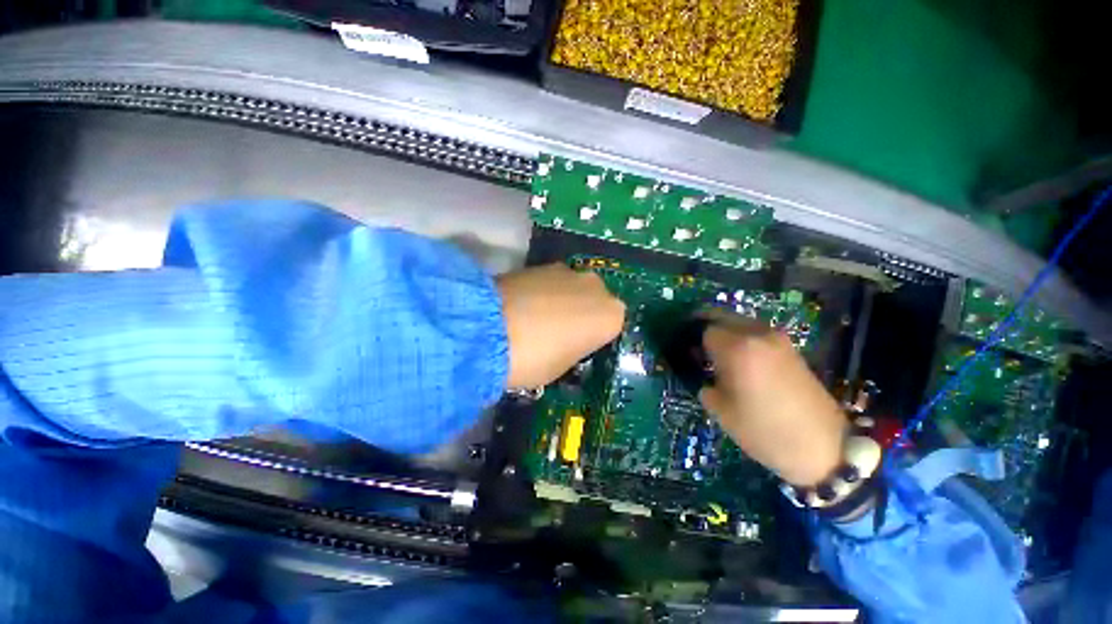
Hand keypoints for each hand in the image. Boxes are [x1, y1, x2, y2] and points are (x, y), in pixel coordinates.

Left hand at [497, 264, 625, 388]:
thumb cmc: (535, 358)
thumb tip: (566, 340)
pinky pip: (550, 282)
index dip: (592, 337)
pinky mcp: (540, 263)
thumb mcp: (562, 366)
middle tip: (557, 332)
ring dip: (560, 301)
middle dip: (580, 314)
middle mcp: (596, 287)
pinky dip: (541, 292)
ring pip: (572, 289)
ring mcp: (567, 271)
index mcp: (611, 316)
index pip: (611, 326)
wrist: (488, 329)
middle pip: (593, 302)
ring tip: (534, 319)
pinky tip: (521, 307)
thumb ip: (573, 348)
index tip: (576, 347)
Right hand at [698, 313, 846, 486]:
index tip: (689, 355)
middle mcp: (757, 335)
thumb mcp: (722, 411)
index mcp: (737, 348)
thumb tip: (705, 376)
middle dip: (707, 327)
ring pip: (742, 322)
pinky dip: (743, 337)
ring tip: (719, 352)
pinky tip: (742, 358)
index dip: (693, 342)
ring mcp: (778, 339)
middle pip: (723, 317)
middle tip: (697, 345)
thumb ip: (706, 385)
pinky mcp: (791, 348)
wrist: (825, 447)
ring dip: (726, 330)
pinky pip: (758, 332)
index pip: (705, 331)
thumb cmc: (765, 430)